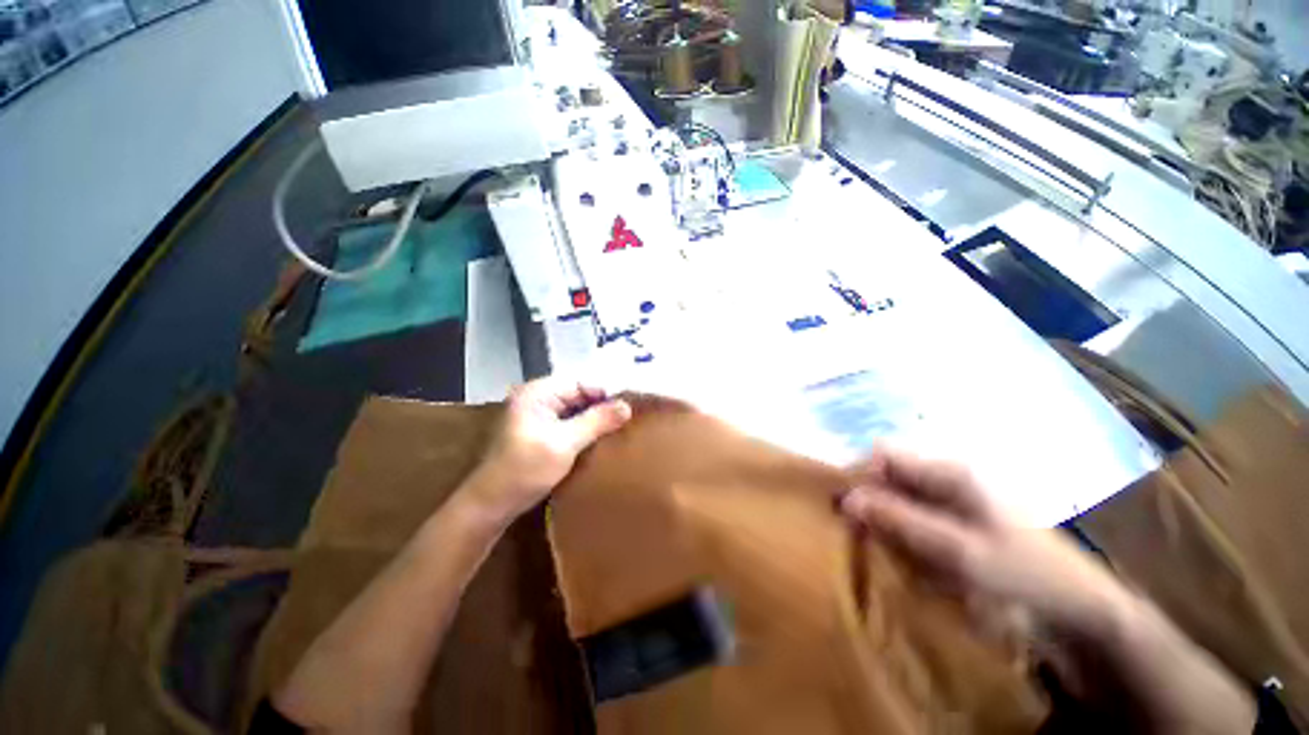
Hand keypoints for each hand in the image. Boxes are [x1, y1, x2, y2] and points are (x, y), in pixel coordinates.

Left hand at [463, 377, 630, 525]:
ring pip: (574, 408)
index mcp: (537, 393)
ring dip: (593, 418)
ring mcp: (536, 414)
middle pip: (577, 394)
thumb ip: (597, 421)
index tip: (626, 409)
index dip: (604, 394)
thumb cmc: (526, 470)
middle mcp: (536, 397)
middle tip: (625, 420)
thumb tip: (627, 406)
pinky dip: (582, 428)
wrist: (491, 505)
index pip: (579, 382)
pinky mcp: (538, 430)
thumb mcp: (565, 444)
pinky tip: (597, 438)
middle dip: (600, 406)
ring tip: (616, 428)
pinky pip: (567, 421)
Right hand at [841, 446, 1255, 733]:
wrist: (1079, 612)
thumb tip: (845, 499)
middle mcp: (945, 479)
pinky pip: (914, 523)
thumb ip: (899, 521)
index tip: (846, 510)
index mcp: (948, 471)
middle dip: (868, 502)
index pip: (882, 454)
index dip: (859, 475)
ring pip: (897, 501)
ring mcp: (951, 504)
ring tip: (879, 552)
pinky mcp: (956, 527)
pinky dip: (901, 538)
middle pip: (887, 477)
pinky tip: (903, 561)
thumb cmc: (1023, 574)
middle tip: (860, 537)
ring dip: (883, 524)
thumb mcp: (957, 550)